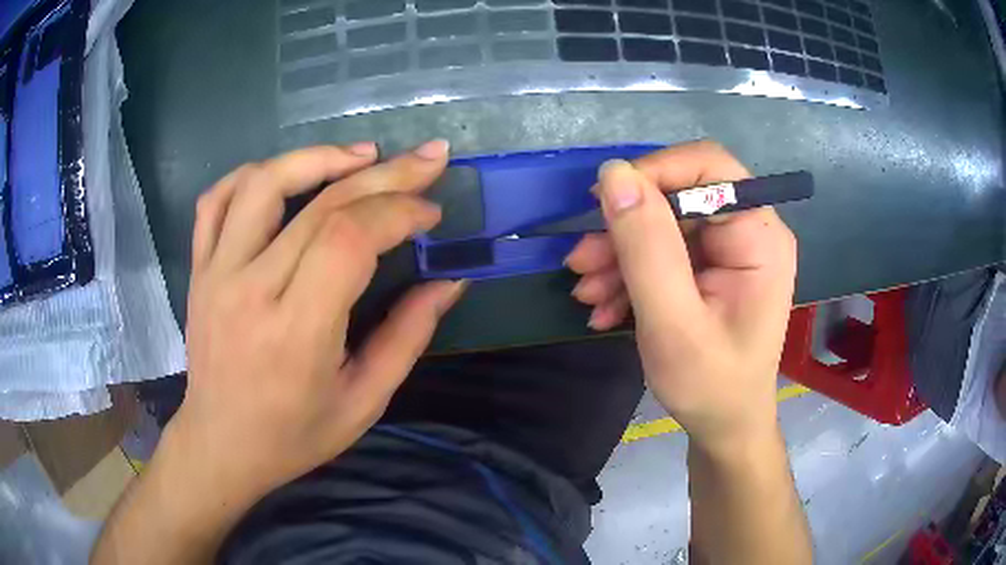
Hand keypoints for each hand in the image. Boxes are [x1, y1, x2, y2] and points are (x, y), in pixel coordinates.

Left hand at [167, 139, 465, 508]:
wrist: (220, 445)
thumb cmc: (293, 436)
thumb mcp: (364, 402)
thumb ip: (408, 337)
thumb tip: (449, 282)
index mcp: (297, 333)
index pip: (349, 240)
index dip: (398, 212)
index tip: (430, 213)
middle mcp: (250, 290)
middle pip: (320, 206)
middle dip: (385, 174)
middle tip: (427, 159)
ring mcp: (216, 273)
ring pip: (263, 183)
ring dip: (318, 157)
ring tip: (361, 155)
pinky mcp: (199, 269)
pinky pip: (217, 200)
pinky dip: (254, 173)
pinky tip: (287, 173)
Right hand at [566, 141, 796, 452]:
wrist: (724, 427)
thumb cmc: (710, 385)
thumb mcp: (673, 322)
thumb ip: (646, 247)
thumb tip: (614, 174)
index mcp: (760, 237)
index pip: (710, 167)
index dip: (654, 173)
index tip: (602, 204)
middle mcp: (749, 233)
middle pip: (680, 197)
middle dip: (625, 228)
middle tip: (580, 264)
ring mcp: (729, 252)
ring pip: (664, 225)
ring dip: (619, 256)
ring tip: (587, 295)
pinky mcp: (710, 270)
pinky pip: (664, 253)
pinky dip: (630, 275)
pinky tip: (605, 307)